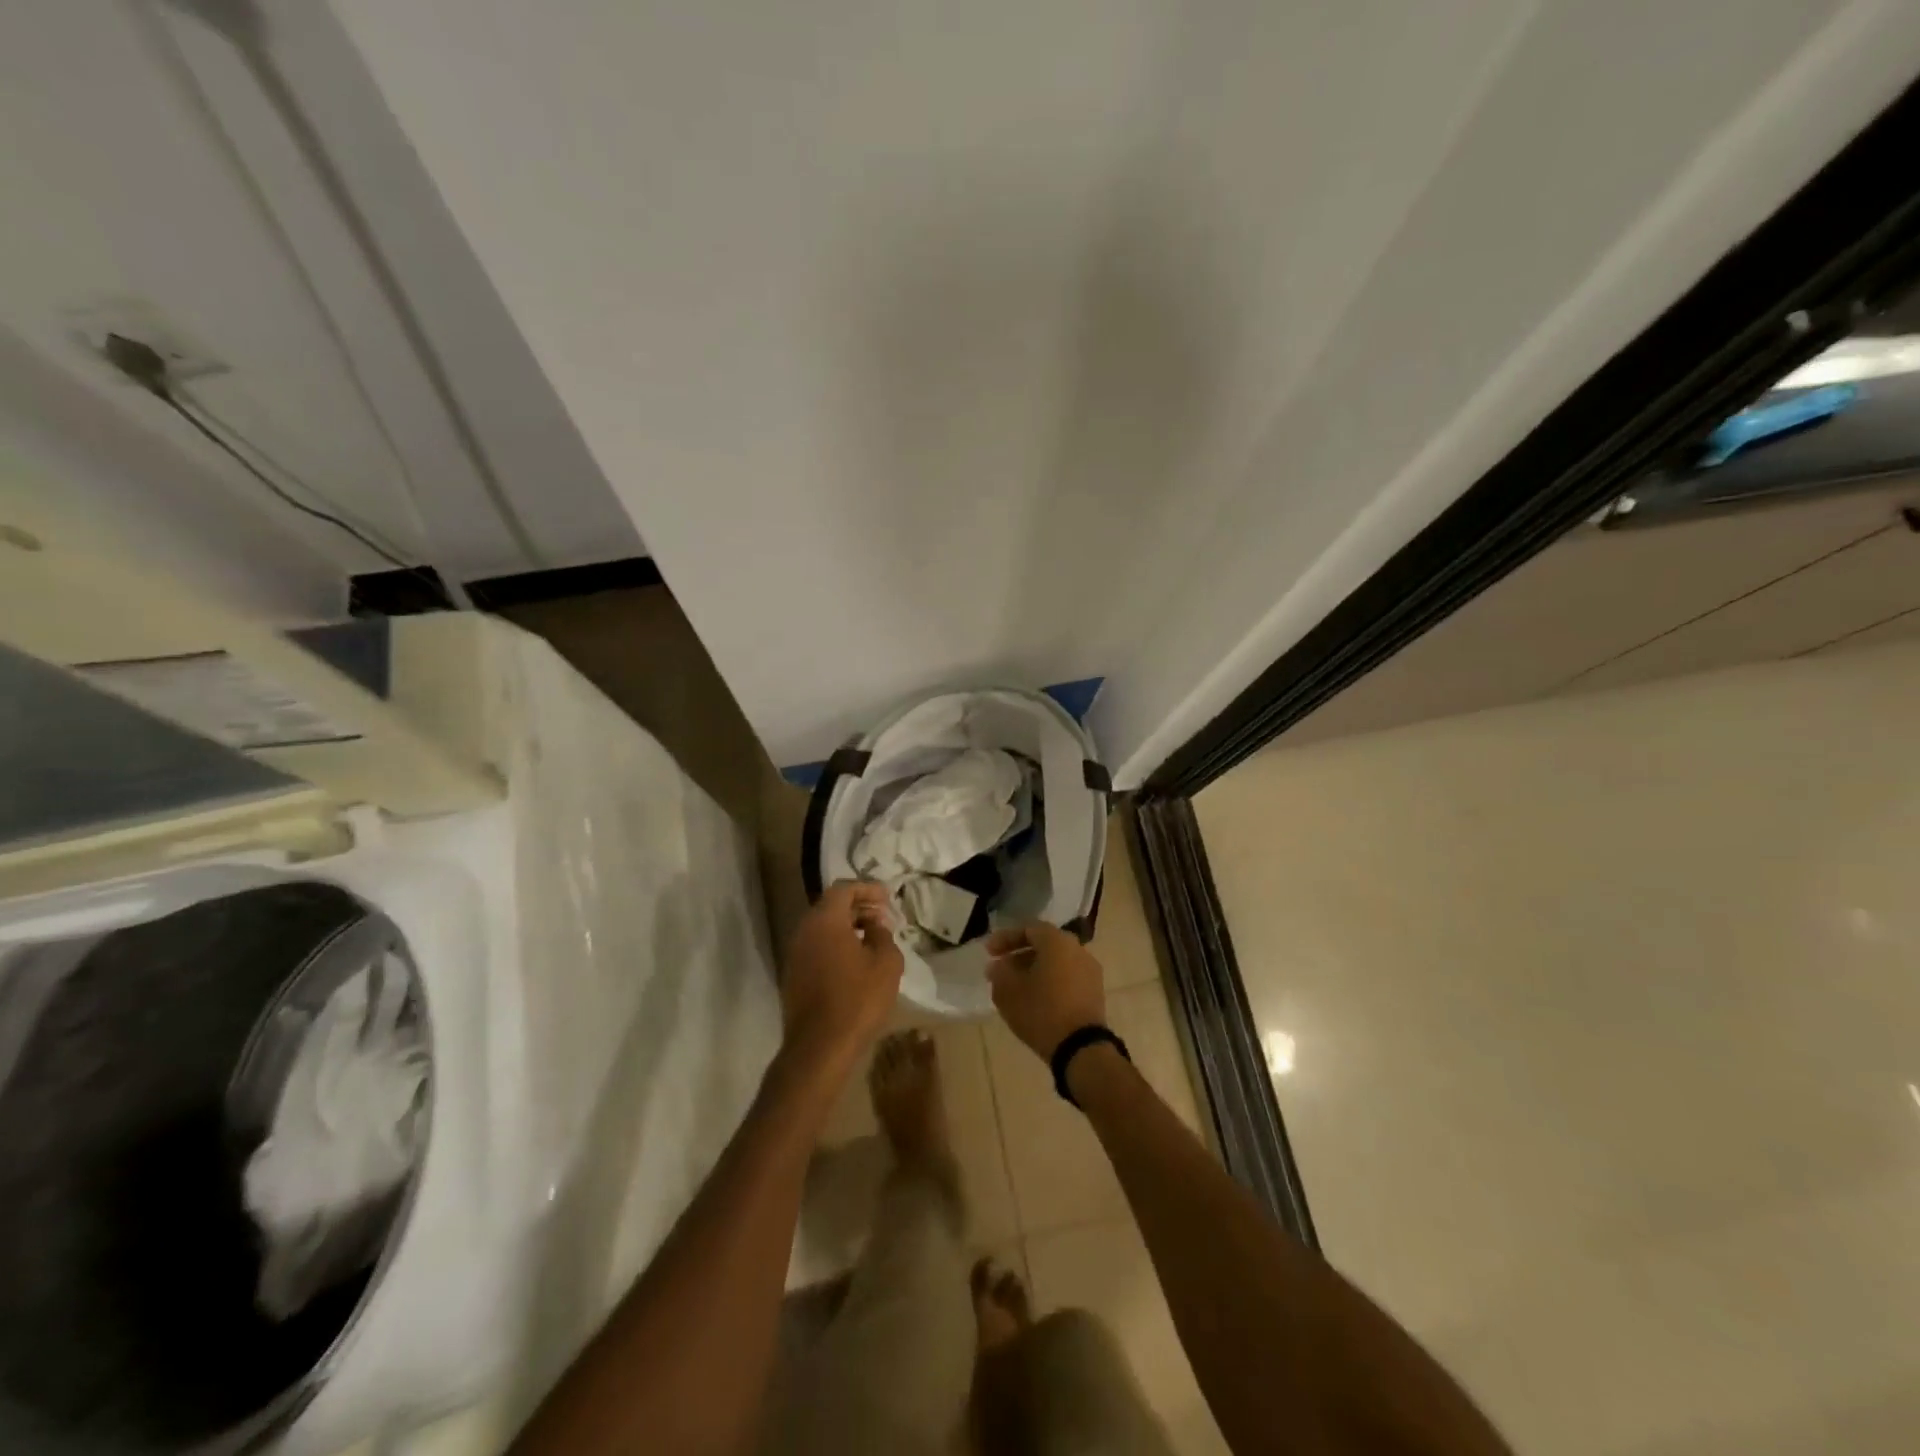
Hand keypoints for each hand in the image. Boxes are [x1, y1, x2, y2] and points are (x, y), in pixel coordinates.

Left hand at [782, 881, 903, 1071]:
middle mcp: (804, 930)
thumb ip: (883, 934)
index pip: (843, 889)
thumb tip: (874, 925)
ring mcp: (794, 954)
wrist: (819, 1047)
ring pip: (822, 928)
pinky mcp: (793, 975)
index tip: (887, 896)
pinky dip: (836, 944)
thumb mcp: (886, 962)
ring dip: (847, 927)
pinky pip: (816, 947)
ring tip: (873, 938)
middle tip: (883, 916)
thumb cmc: (857, 999)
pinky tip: (855, 961)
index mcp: (825, 921)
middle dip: (858, 907)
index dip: (867, 889)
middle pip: (830, 906)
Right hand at [985, 921, 1105, 1059]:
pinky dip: (1050, 981)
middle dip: (1020, 954)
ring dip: (1035, 969)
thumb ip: (999, 972)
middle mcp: (1077, 949)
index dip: (1006, 938)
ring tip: (1016, 986)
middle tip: (1002, 968)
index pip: (1029, 929)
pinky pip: (1068, 976)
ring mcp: (1090, 970)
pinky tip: (1036, 998)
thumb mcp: (1009, 992)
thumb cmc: (1041, 1012)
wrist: (1081, 1049)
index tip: (989, 952)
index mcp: (1057, 941)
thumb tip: (998, 965)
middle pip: (1045, 944)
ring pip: (1057, 961)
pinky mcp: (1095, 991)